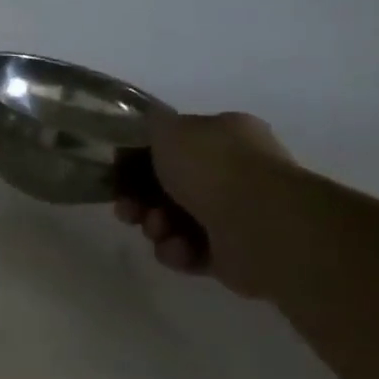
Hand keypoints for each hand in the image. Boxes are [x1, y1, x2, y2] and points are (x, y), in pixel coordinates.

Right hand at [114, 111, 292, 298]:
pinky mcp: (232, 253)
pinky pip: (188, 251)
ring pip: (173, 220)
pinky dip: (177, 251)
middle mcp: (235, 173)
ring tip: (159, 229)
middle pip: (168, 186)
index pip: (174, 145)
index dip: (139, 158)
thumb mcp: (169, 129)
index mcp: (226, 137)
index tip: (117, 172)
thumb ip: (150, 124)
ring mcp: (236, 214)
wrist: (260, 226)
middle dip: (140, 199)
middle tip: (128, 209)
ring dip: (155, 226)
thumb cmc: (213, 169)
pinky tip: (180, 248)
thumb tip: (146, 126)